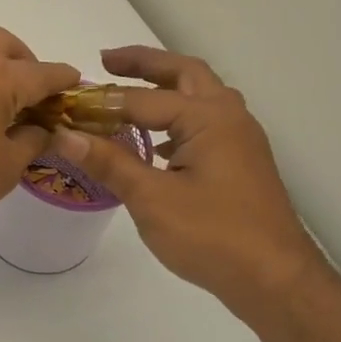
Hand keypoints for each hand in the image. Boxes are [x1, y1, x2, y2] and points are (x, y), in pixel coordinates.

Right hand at [52, 47, 323, 327]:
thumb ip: (110, 162)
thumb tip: (65, 135)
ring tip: (128, 96)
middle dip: (145, 65)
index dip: (102, 103)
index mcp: (209, 118)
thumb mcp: (151, 198)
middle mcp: (229, 118)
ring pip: (200, 98)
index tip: (66, 105)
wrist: (275, 280)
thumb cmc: (213, 235)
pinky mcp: (241, 164)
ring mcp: (240, 141)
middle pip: (185, 74)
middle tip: (107, 61)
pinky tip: (155, 145)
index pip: (144, 100)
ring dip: (165, 89)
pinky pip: (205, 125)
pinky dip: (177, 121)